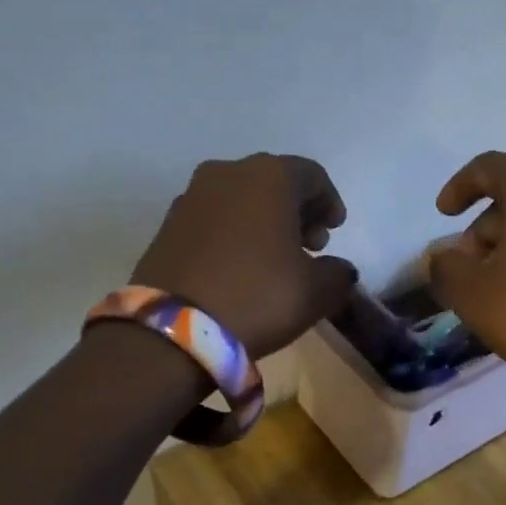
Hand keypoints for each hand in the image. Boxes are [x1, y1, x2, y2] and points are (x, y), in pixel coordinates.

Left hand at [133, 155, 357, 357]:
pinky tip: (242, 265)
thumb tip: (337, 268)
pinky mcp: (167, 224)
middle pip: (274, 182)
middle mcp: (228, 174)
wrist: (173, 331)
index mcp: (270, 177)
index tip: (336, 230)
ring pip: (241, 198)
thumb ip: (338, 273)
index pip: (312, 175)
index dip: (330, 201)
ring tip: (277, 257)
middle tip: (311, 245)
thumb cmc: (259, 296)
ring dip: (265, 220)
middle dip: (298, 210)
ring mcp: (191, 197)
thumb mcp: (317, 291)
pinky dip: (235, 231)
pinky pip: (215, 217)